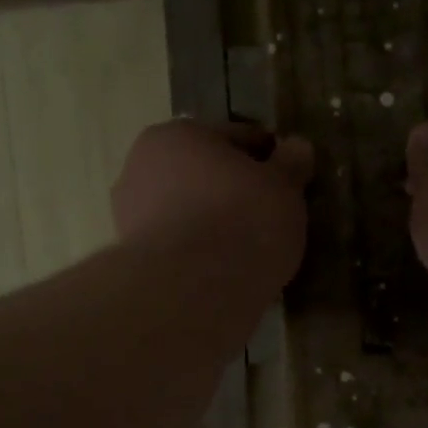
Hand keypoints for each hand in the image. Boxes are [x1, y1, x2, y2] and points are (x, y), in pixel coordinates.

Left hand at [113, 120, 313, 288]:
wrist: (192, 291)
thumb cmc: (242, 222)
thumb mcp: (283, 188)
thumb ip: (291, 165)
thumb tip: (297, 147)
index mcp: (176, 135)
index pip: (234, 138)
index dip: (266, 157)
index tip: (289, 180)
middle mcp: (141, 169)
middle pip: (203, 177)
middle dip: (232, 193)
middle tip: (268, 218)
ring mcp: (130, 220)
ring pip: (187, 216)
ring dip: (212, 227)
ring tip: (247, 252)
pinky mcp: (134, 265)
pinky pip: (179, 253)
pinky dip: (198, 258)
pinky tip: (223, 274)